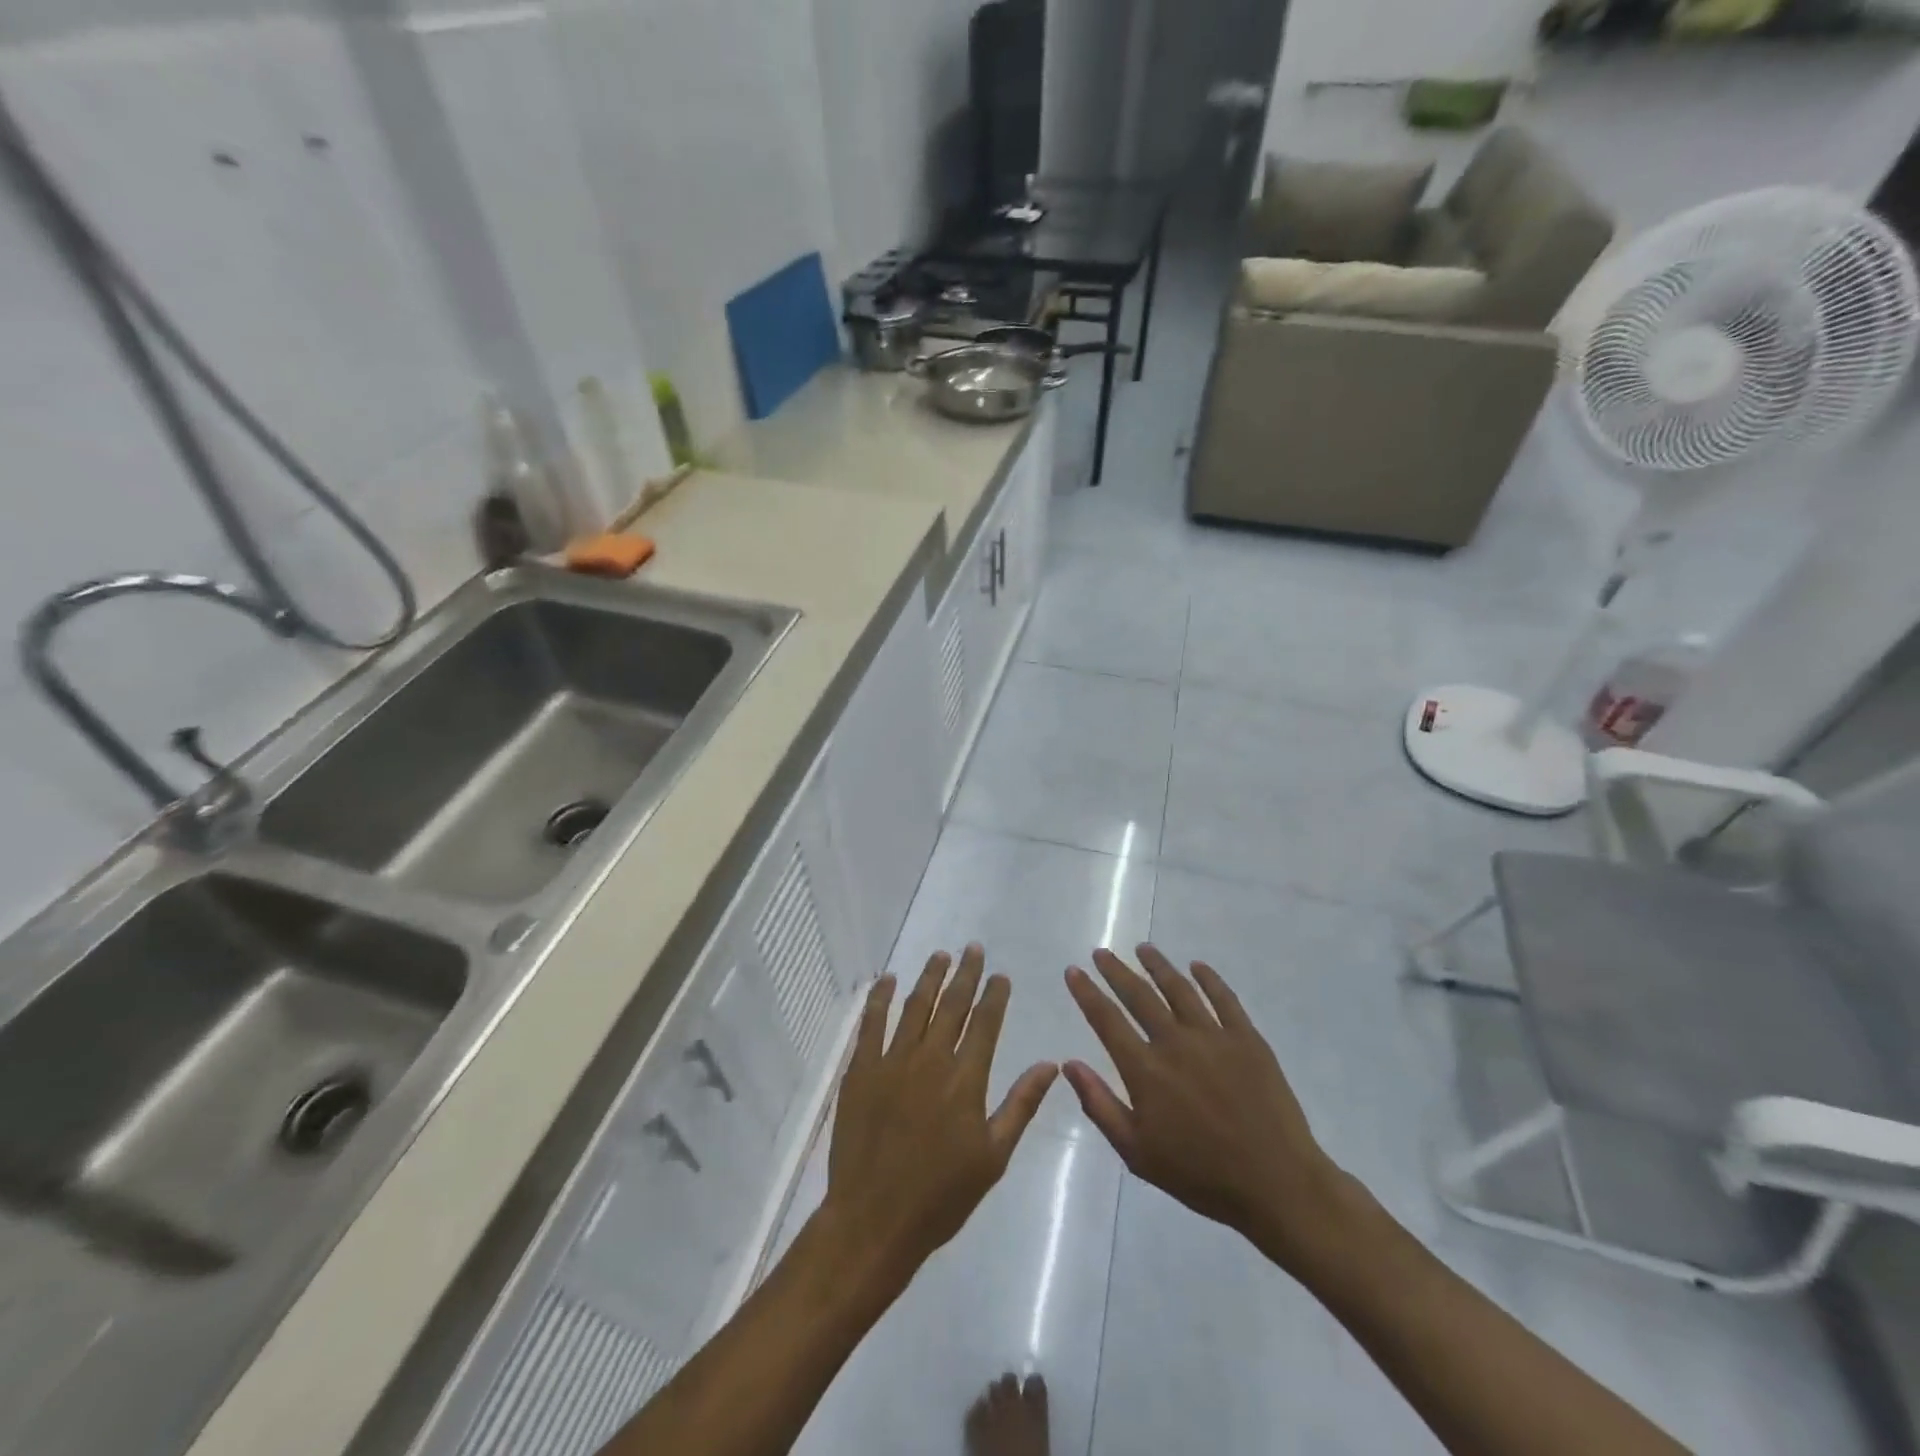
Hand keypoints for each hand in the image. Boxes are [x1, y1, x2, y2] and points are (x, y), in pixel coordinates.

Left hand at [820, 945, 1058, 1283]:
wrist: (874, 1219)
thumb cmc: (941, 1195)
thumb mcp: (993, 1156)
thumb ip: (1021, 1105)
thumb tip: (1051, 1064)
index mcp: (966, 1079)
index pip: (985, 1023)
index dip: (994, 995)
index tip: (1000, 975)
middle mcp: (931, 1059)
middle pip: (952, 1004)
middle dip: (966, 974)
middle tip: (973, 949)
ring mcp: (892, 1061)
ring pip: (915, 1006)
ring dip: (930, 977)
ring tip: (941, 955)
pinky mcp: (862, 1070)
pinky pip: (871, 1023)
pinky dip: (881, 998)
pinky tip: (889, 980)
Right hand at [1063, 946, 1352, 1267]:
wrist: (1276, 1184)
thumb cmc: (1201, 1175)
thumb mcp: (1137, 1153)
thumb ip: (1100, 1105)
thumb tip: (1069, 1064)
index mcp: (1145, 1070)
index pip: (1107, 1020)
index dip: (1087, 993)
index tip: (1073, 971)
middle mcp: (1175, 1042)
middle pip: (1139, 996)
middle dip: (1116, 971)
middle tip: (1101, 952)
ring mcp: (1214, 1036)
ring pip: (1179, 989)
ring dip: (1158, 966)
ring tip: (1143, 949)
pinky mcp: (1247, 1038)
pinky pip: (1224, 998)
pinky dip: (1208, 978)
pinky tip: (1197, 966)